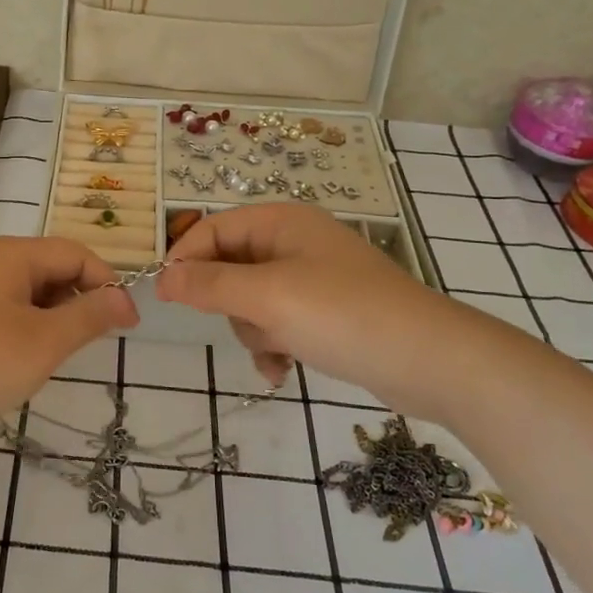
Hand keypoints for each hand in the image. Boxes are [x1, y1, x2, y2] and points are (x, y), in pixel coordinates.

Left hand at [0, 235, 137, 441]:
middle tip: (83, 348)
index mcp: (10, 255)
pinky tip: (10, 364)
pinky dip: (18, 330)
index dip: (108, 284)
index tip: (127, 326)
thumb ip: (88, 316)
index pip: (75, 253)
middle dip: (75, 303)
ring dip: (47, 320)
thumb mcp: (43, 343)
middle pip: (48, 269)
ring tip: (46, 360)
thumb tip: (123, 297)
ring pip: (22, 293)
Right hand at [158, 203, 504, 415]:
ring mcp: (312, 278)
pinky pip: (277, 323)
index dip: (185, 259)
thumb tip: (162, 278)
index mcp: (281, 221)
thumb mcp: (267, 296)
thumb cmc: (342, 315)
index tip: (164, 297)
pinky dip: (274, 346)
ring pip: (251, 302)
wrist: (430, 361)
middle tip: (247, 323)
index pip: (213, 228)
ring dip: (255, 331)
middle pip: (229, 267)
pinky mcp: (325, 312)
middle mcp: (294, 243)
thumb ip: (209, 284)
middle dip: (231, 304)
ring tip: (279, 352)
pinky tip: (283, 371)